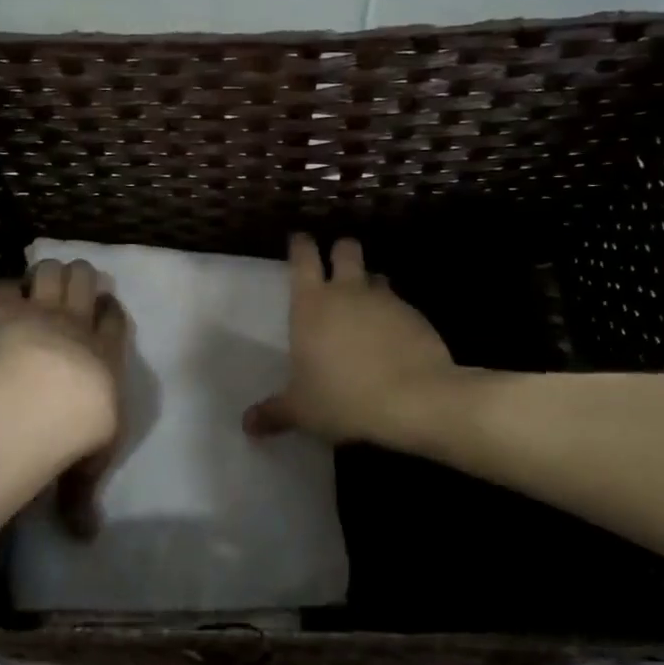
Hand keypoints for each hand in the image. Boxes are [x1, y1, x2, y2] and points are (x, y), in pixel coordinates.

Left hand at [0, 260, 127, 538]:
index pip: (115, 319)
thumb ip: (81, 498)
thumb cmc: (82, 430)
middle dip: (80, 279)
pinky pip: (5, 289)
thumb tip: (86, 538)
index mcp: (108, 355)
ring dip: (47, 275)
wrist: (50, 400)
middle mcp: (80, 326)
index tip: (103, 309)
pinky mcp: (7, 311)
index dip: (109, 310)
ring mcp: (43, 313)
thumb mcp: (87, 468)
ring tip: (37, 287)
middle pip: (87, 280)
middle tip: (69, 292)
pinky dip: (3, 293)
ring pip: (54, 272)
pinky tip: (0, 301)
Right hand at [245, 234, 457, 447]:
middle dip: (339, 251)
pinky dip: (394, 314)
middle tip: (335, 263)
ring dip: (368, 283)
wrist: (415, 399)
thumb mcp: (302, 411)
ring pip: (375, 275)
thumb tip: (247, 425)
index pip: (303, 258)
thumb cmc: (344, 398)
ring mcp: (385, 300)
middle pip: (345, 250)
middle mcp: (347, 292)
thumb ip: (274, 413)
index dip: (300, 245)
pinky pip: (400, 304)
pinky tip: (393, 338)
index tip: (299, 239)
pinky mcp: (416, 316)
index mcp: (312, 304)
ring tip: (365, 304)